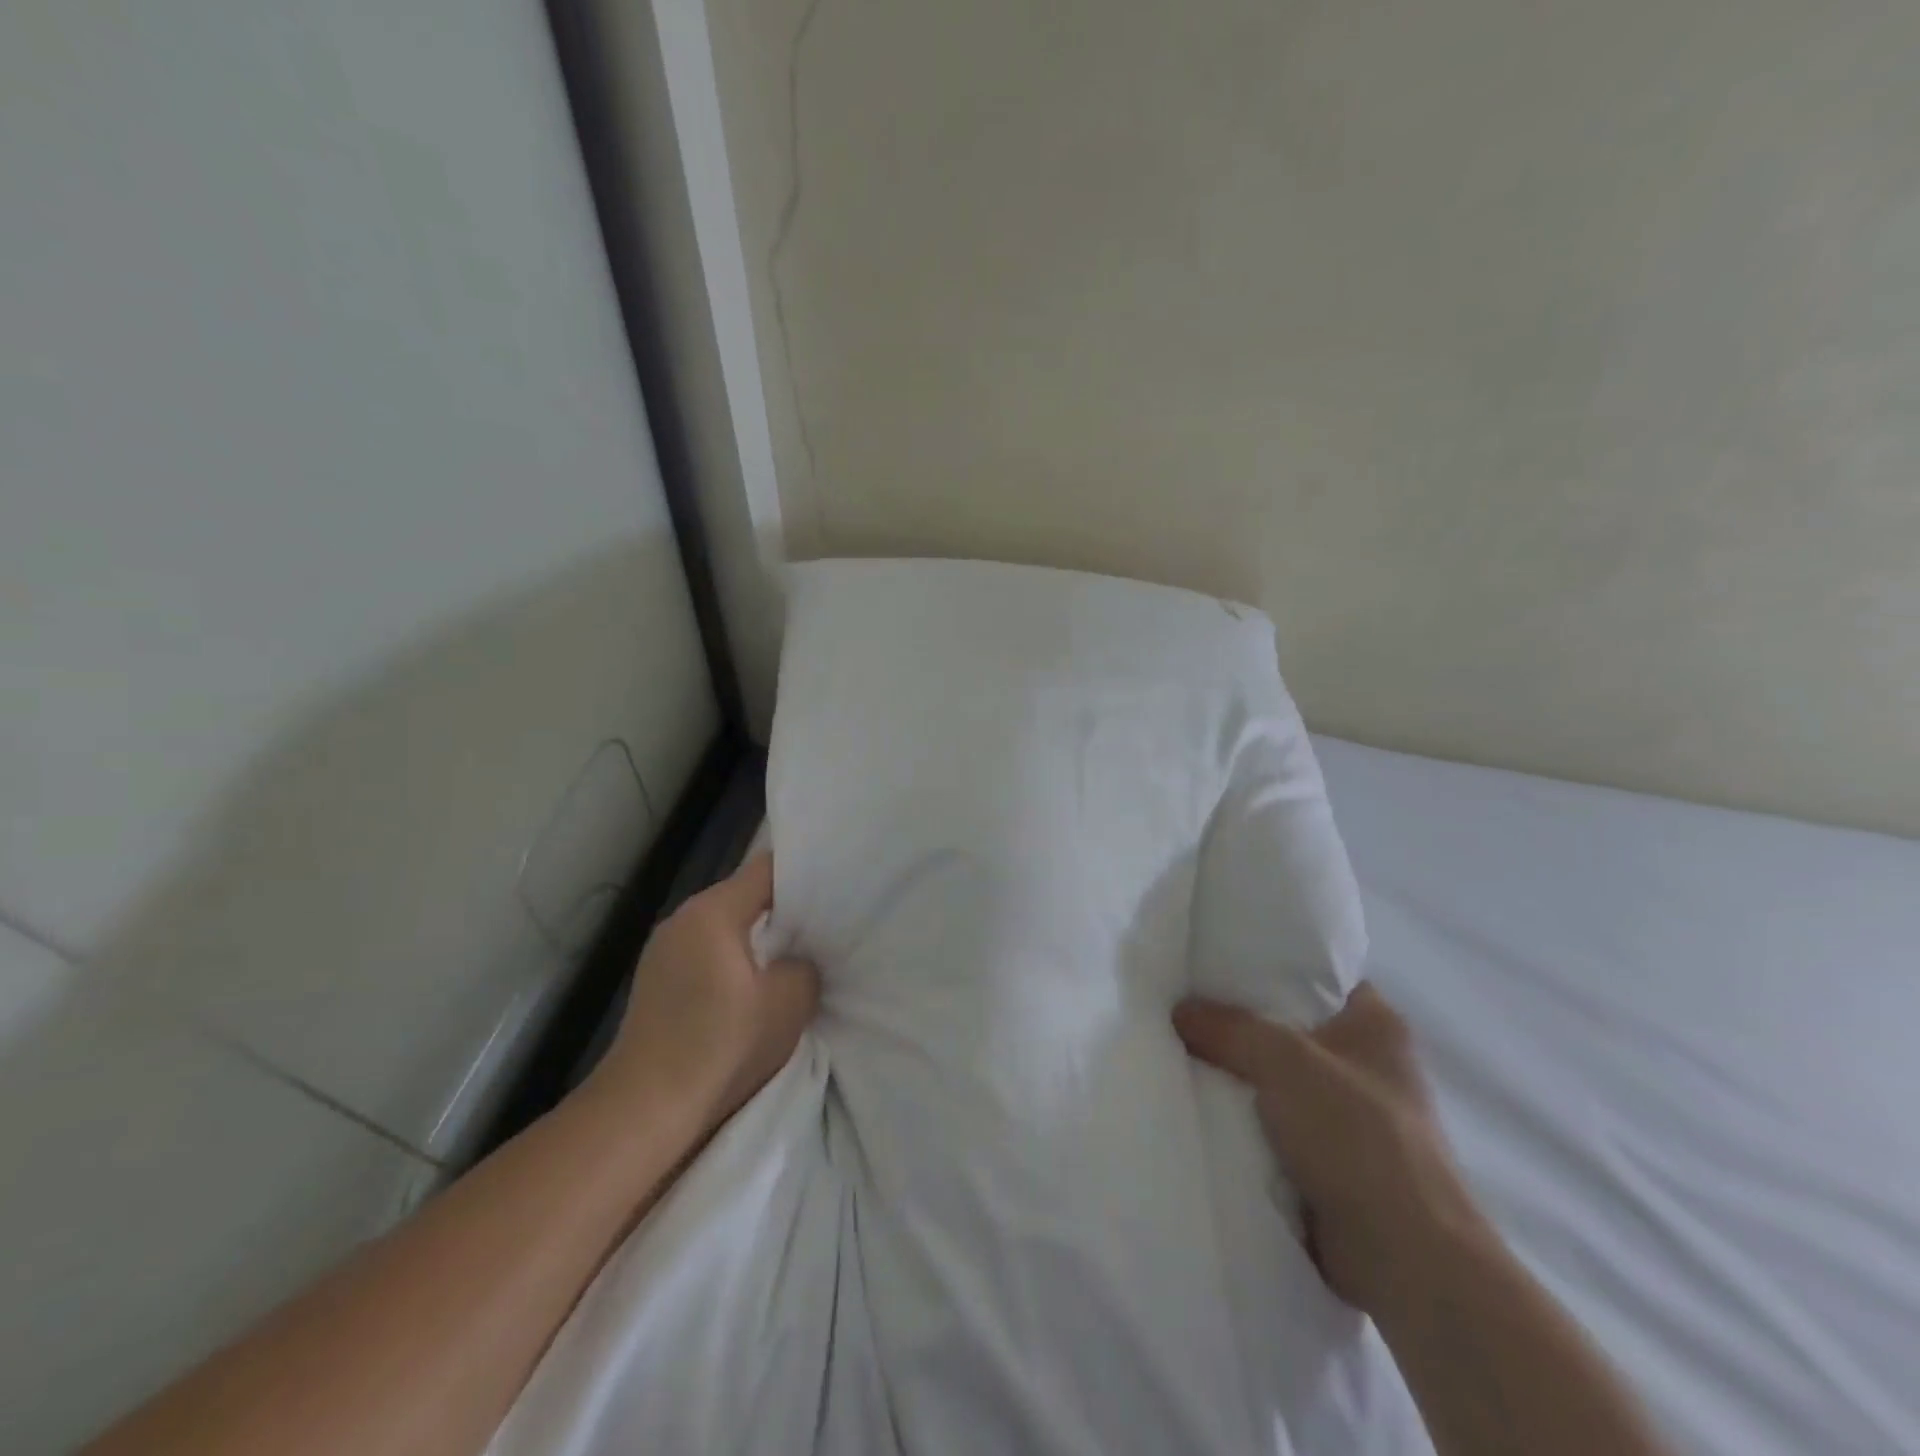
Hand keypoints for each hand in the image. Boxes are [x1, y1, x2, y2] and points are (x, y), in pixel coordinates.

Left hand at [594, 854, 819, 1137]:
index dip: (803, 873)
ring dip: (757, 939)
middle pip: (743, 896)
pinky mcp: (657, 983)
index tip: (834, 886)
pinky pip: (706, 954)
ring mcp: (663, 951)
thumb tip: (797, 962)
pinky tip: (754, 989)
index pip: (766, 869)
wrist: (645, 1110)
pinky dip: (733, 961)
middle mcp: (682, 919)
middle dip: (783, 909)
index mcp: (712, 911)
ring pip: (724, 927)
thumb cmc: (721, 1045)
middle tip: (823, 925)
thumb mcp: (788, 1003)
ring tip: (793, 957)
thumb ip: (804, 967)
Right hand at [1174, 982, 1484, 1317]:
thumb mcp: (1283, 1059)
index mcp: (1376, 1023)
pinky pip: (1275, 1122)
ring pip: (1278, 1077)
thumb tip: (1180, 1012)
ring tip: (1181, 1050)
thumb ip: (1228, 1027)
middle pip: (1289, 1025)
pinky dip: (1244, 1117)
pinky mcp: (1333, 1160)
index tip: (1215, 961)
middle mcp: (1367, 1063)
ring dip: (1238, 1074)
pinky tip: (1201, 1104)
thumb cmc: (1357, 1136)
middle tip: (1186, 1004)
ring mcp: (1351, 1115)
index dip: (1268, 964)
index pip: (1316, 974)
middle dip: (1240, 1021)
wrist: (1404, 1258)